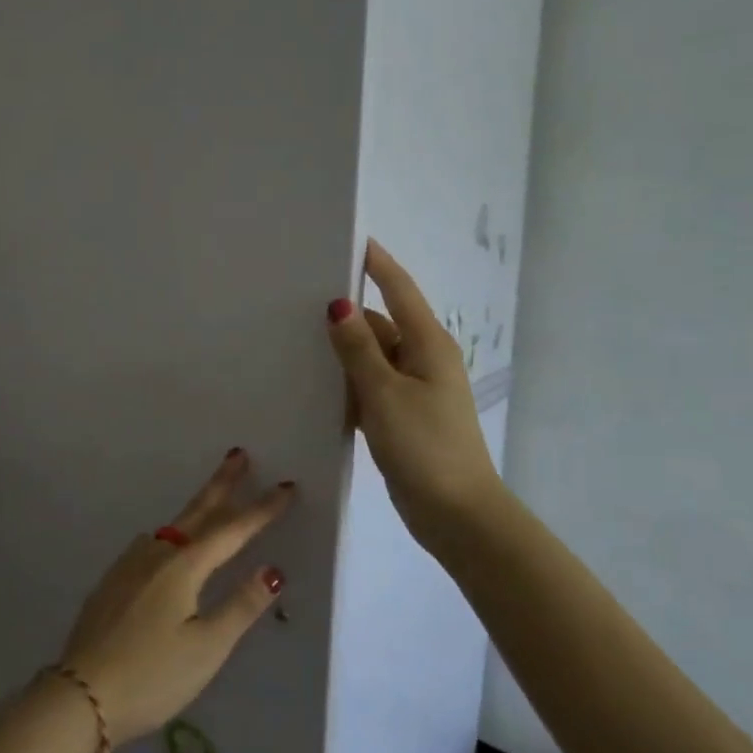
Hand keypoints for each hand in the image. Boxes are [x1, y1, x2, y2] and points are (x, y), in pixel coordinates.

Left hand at [58, 452, 292, 744]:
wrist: (82, 694)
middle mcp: (155, 555)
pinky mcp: (112, 581)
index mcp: (182, 567)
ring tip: (214, 500)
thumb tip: (273, 569)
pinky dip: (173, 535)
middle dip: (221, 483)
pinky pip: (152, 546)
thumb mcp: (207, 647)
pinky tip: (171, 547)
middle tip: (238, 454)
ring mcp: (128, 565)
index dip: (261, 509)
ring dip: (197, 509)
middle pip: (196, 512)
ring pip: (172, 528)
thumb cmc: (153, 675)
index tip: (285, 486)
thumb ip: (241, 606)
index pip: (231, 530)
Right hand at [328, 239, 505, 546]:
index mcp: (427, 344)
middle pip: (381, 323)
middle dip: (346, 315)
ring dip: (343, 353)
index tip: (350, 239)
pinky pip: (370, 386)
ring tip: (296, 341)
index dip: (376, 264)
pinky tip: (316, 388)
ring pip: (372, 357)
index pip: (399, 289)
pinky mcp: (402, 416)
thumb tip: (338, 305)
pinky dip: (348, 384)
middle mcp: (423, 359)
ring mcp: (414, 389)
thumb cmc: (424, 446)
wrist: (456, 513)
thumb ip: (358, 348)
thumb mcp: (384, 393)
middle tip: (298, 301)